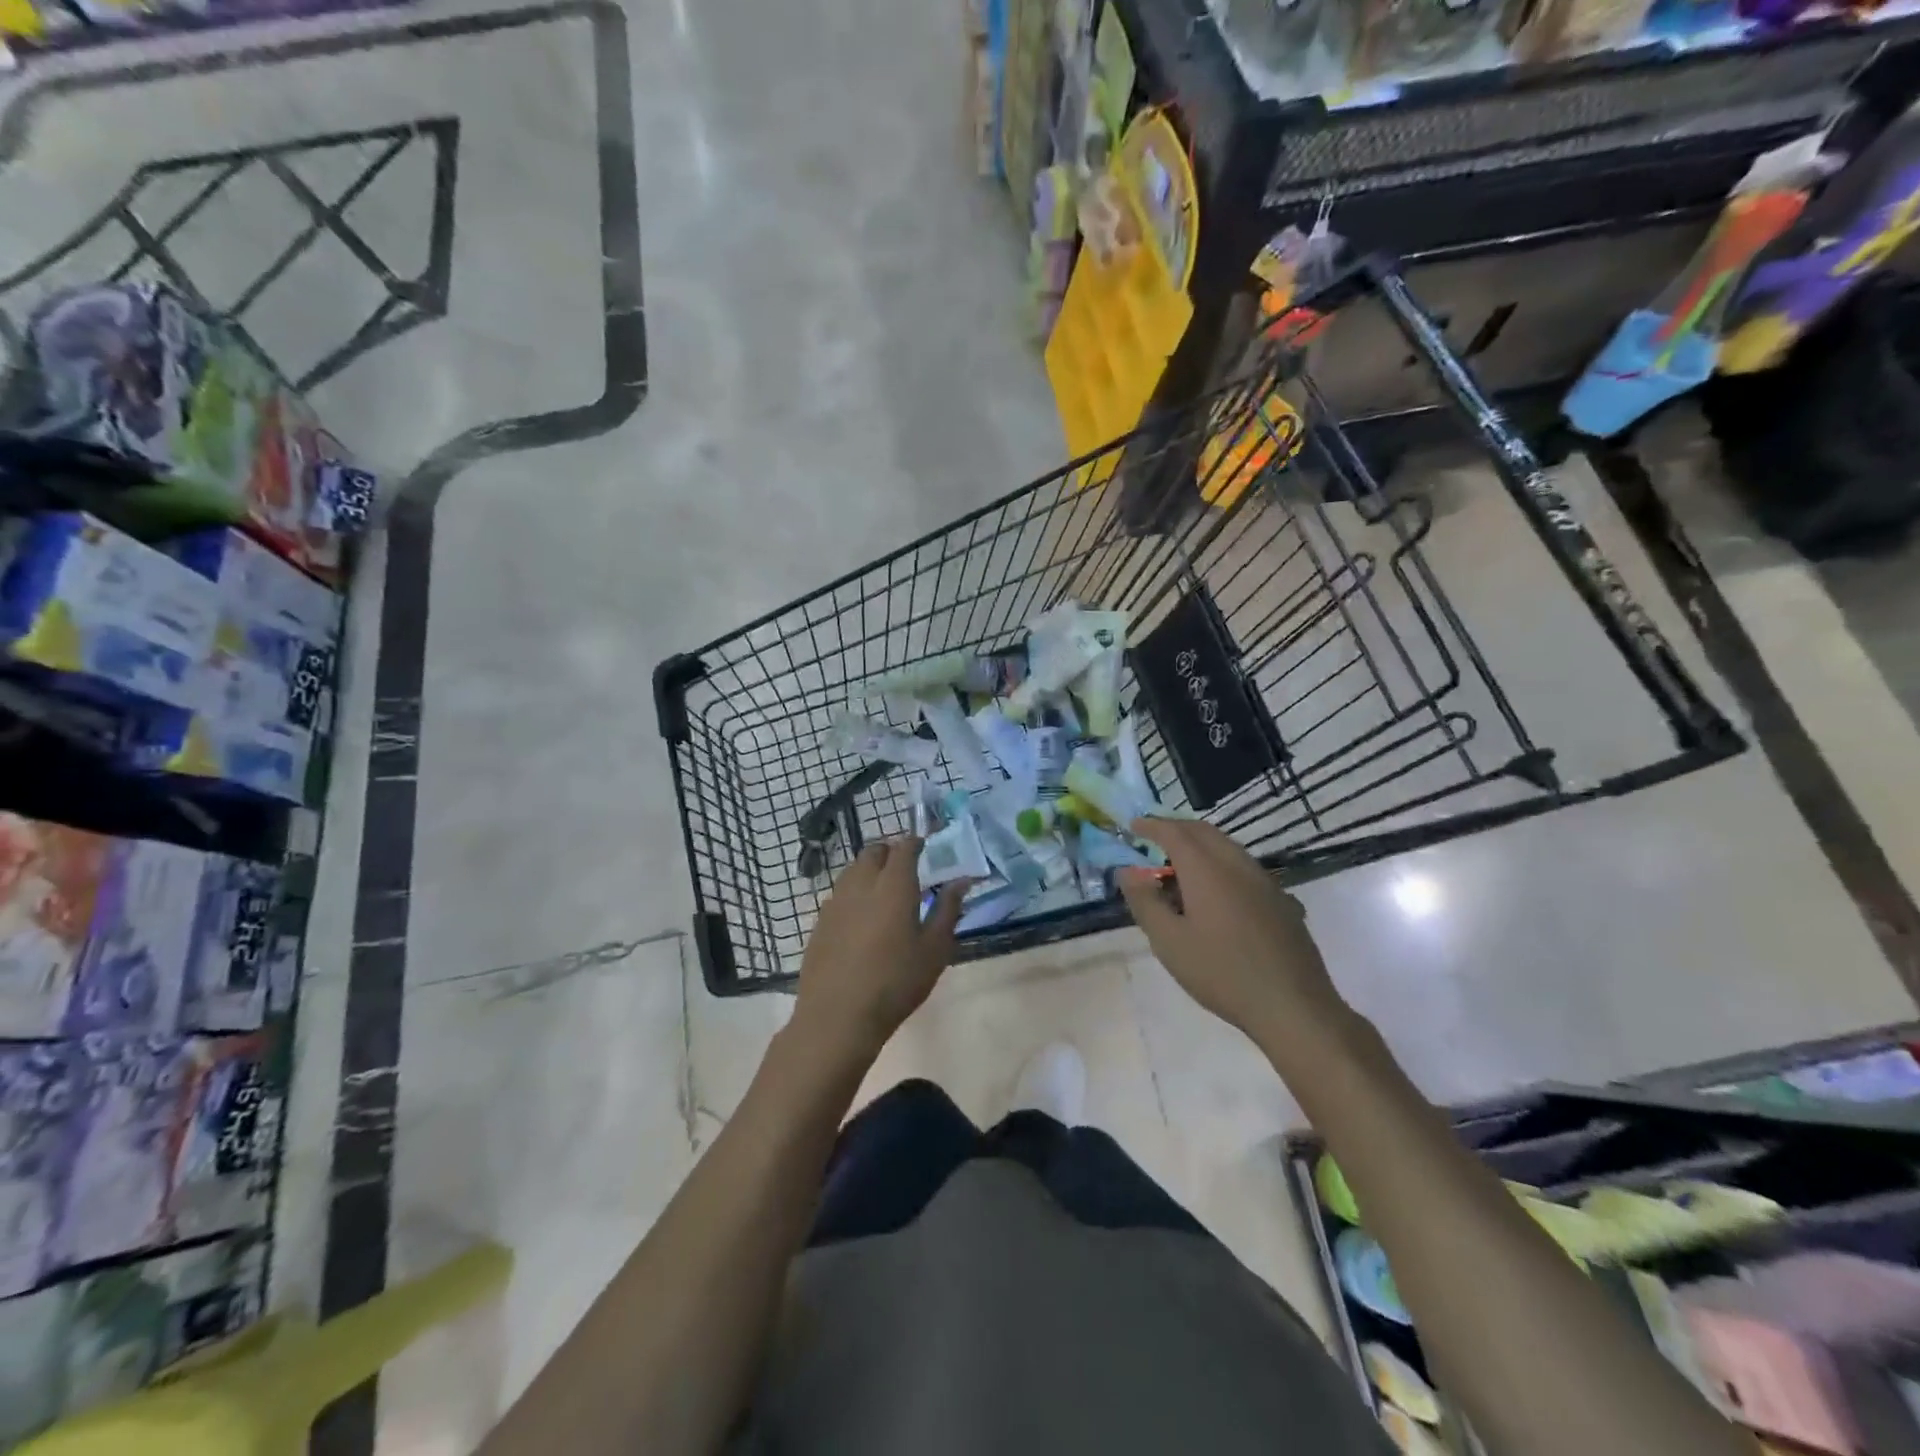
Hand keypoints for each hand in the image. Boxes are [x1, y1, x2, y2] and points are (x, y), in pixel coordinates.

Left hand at [792, 838, 966, 1062]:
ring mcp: (835, 901)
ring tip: (884, 892)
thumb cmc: (896, 982)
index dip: (916, 843)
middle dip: (890, 853)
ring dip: (870, 871)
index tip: (925, 848)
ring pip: (853, 870)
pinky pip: (839, 894)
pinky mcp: (820, 922)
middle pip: (874, 852)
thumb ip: (948, 909)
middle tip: (906, 870)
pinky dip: (853, 894)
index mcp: (894, 885)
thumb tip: (961, 881)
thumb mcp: (934, 950)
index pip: (904, 848)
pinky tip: (861, 919)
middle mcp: (861, 884)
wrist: (838, 1016)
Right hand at [1117, 817, 1345, 1043]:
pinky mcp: (1281, 901)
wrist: (1293, 1006)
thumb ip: (1144, 902)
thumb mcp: (1169, 942)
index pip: (1174, 832)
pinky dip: (1220, 864)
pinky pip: (1243, 867)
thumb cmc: (1221, 972)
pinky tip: (1215, 893)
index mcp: (1207, 869)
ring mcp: (1265, 882)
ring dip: (1200, 845)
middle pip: (1204, 832)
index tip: (1133, 825)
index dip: (1151, 825)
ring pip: (1227, 847)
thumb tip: (1127, 871)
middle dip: (1176, 828)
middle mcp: (1237, 865)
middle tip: (1153, 838)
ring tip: (1179, 866)